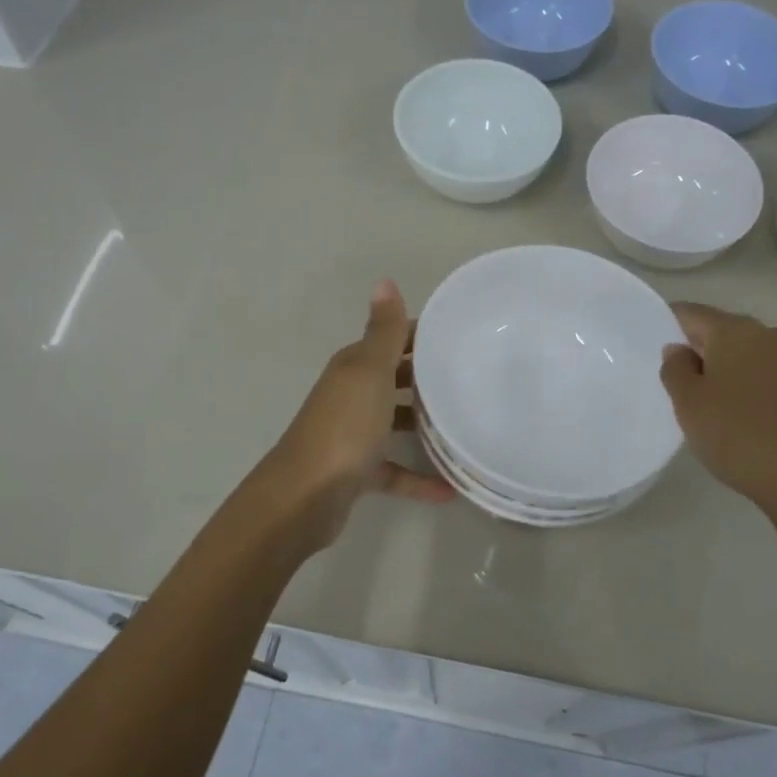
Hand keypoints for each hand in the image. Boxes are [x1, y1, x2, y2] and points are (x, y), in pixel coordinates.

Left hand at [271, 280, 454, 519]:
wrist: (305, 496)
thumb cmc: (344, 427)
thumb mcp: (369, 372)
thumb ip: (383, 331)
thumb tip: (384, 280)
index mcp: (354, 367)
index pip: (392, 339)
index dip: (422, 335)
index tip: (461, 337)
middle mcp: (351, 395)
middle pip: (394, 378)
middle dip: (427, 377)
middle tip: (471, 379)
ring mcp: (353, 435)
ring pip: (393, 422)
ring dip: (423, 424)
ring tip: (464, 426)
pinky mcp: (357, 472)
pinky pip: (394, 470)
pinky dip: (418, 478)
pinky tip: (450, 488)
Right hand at [660, 303, 776, 547]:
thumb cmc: (742, 439)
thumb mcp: (690, 407)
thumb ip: (676, 370)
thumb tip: (680, 349)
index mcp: (737, 332)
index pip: (693, 314)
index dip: (672, 326)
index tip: (663, 352)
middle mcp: (776, 337)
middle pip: (731, 336)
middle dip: (710, 355)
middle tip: (693, 391)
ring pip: (763, 361)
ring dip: (745, 377)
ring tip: (732, 415)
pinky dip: (774, 398)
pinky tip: (769, 429)